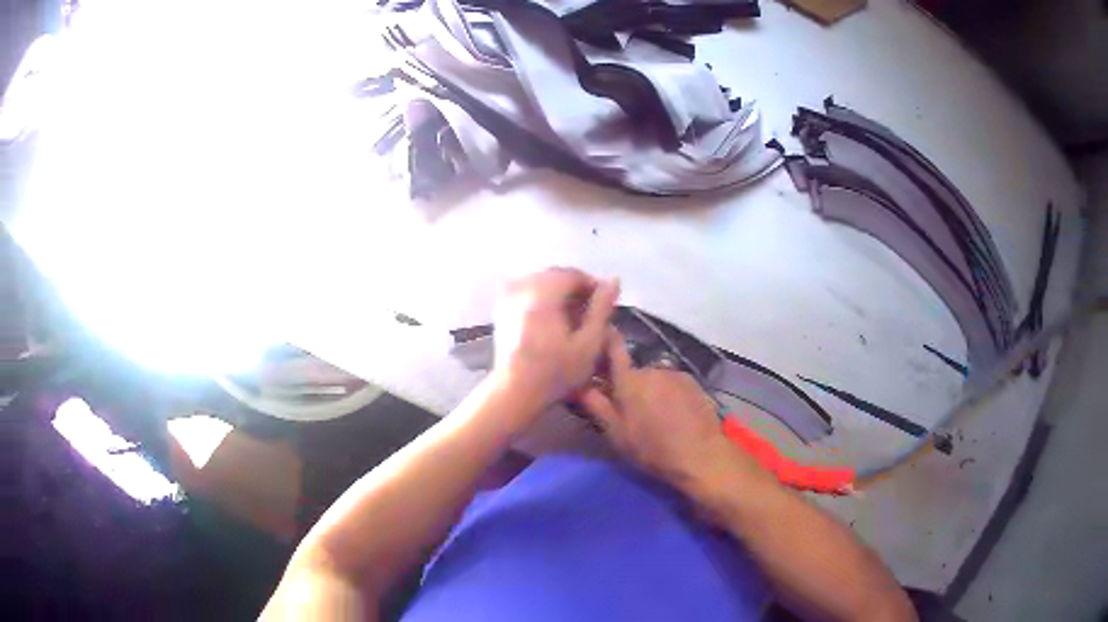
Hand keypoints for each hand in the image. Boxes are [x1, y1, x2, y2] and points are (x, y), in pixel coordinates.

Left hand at [492, 268, 619, 410]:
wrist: (515, 392)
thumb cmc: (556, 372)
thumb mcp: (588, 344)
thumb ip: (601, 309)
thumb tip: (614, 280)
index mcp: (543, 293)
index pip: (572, 274)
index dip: (592, 286)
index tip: (605, 306)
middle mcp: (522, 288)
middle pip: (556, 277)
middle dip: (575, 290)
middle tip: (591, 314)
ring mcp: (509, 298)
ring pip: (542, 284)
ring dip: (560, 296)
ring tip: (574, 320)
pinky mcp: (502, 310)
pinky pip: (528, 294)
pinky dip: (543, 302)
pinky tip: (553, 324)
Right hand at [580, 330, 767, 491]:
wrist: (700, 454)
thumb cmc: (652, 448)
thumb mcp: (616, 433)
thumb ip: (597, 405)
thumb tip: (579, 384)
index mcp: (628, 381)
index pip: (614, 347)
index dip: (607, 338)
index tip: (602, 335)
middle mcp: (651, 369)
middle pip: (635, 372)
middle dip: (631, 386)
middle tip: (632, 411)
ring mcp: (674, 374)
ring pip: (655, 379)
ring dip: (653, 391)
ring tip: (657, 416)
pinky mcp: (693, 382)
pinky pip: (674, 383)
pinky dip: (671, 394)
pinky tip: (676, 415)